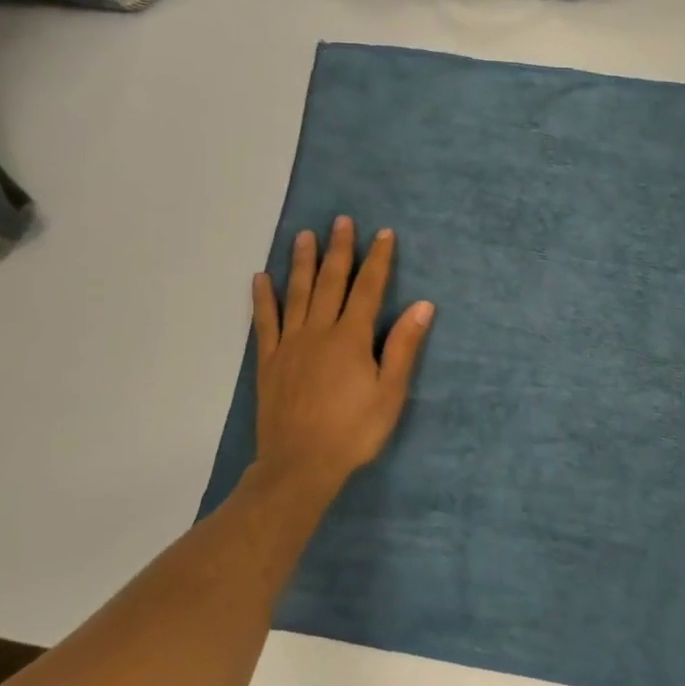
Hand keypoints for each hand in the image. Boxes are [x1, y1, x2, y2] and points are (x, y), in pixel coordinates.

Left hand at [250, 217, 433, 496]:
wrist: (300, 465)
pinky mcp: (269, 361)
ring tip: (304, 235)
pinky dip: (263, 298)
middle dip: (339, 250)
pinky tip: (261, 278)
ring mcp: (290, 344)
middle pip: (331, 282)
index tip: (384, 233)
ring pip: (297, 293)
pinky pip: (264, 322)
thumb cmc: (353, 431)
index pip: (369, 289)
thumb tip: (423, 305)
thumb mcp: (390, 392)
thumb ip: (403, 346)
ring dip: (302, 262)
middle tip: (342, 220)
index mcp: (352, 338)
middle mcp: (319, 331)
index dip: (378, 260)